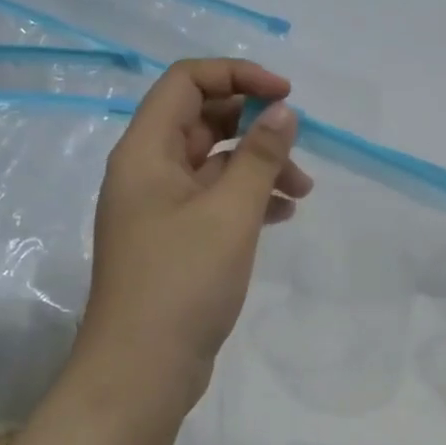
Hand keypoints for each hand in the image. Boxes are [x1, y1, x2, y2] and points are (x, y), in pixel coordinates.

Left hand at [76, 59, 307, 414]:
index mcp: (146, 152)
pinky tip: (283, 215)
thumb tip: (283, 111)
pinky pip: (215, 202)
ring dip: (258, 168)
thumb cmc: (183, 281)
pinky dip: (248, 200)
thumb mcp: (230, 212)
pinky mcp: (175, 242)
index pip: (187, 82)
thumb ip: (260, 156)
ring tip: (303, 192)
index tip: (285, 97)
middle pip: (203, 121)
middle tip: (298, 149)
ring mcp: (160, 209)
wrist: (143, 368)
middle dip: (255, 128)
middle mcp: (147, 172)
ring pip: (215, 165)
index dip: (237, 76)